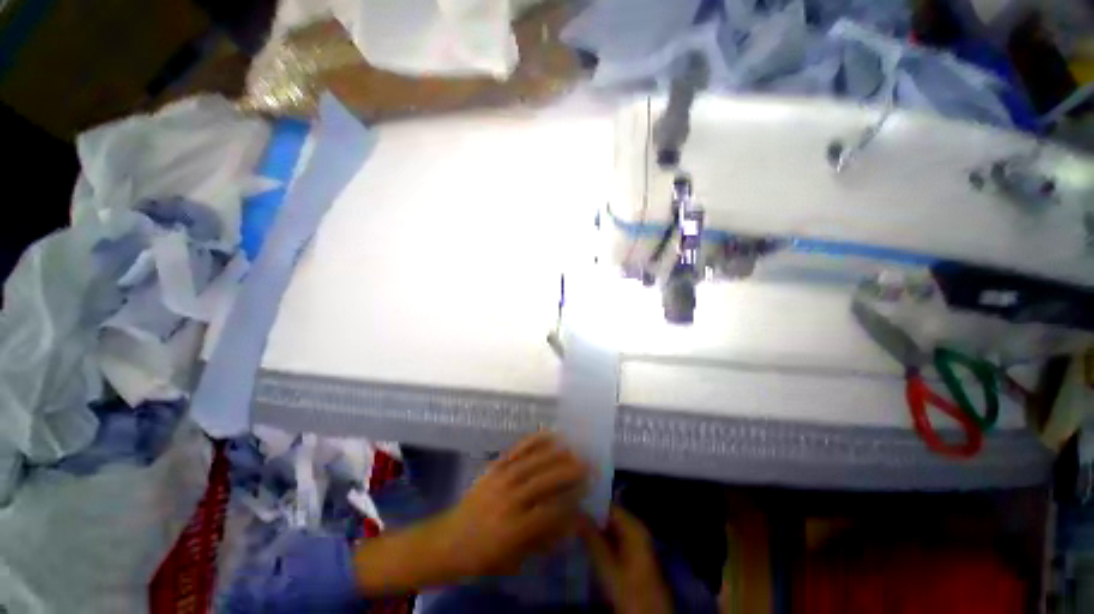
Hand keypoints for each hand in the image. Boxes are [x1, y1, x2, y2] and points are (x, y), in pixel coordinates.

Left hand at [354, 434, 587, 593]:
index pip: (550, 511)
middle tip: (588, 463)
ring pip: (533, 462)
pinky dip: (535, 441)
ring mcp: (500, 479)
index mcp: (514, 529)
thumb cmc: (485, 556)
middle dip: (569, 471)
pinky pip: (518, 450)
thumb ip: (545, 539)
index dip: (572, 500)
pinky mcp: (494, 466)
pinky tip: (549, 435)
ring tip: (574, 448)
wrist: (450, 539)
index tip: (588, 491)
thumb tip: (572, 520)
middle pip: (544, 481)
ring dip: (556, 453)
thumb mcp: (516, 560)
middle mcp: (509, 500)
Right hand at [580, 506, 673, 613]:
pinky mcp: (633, 557)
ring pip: (611, 530)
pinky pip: (614, 541)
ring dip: (594, 531)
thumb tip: (576, 513)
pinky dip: (601, 541)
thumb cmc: (629, 590)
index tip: (571, 505)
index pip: (609, 505)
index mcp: (634, 527)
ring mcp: (636, 544)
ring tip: (573, 529)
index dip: (590, 505)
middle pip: (610, 517)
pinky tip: (586, 544)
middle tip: (569, 519)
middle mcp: (636, 530)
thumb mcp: (606, 565)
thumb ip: (591, 537)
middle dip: (591, 519)